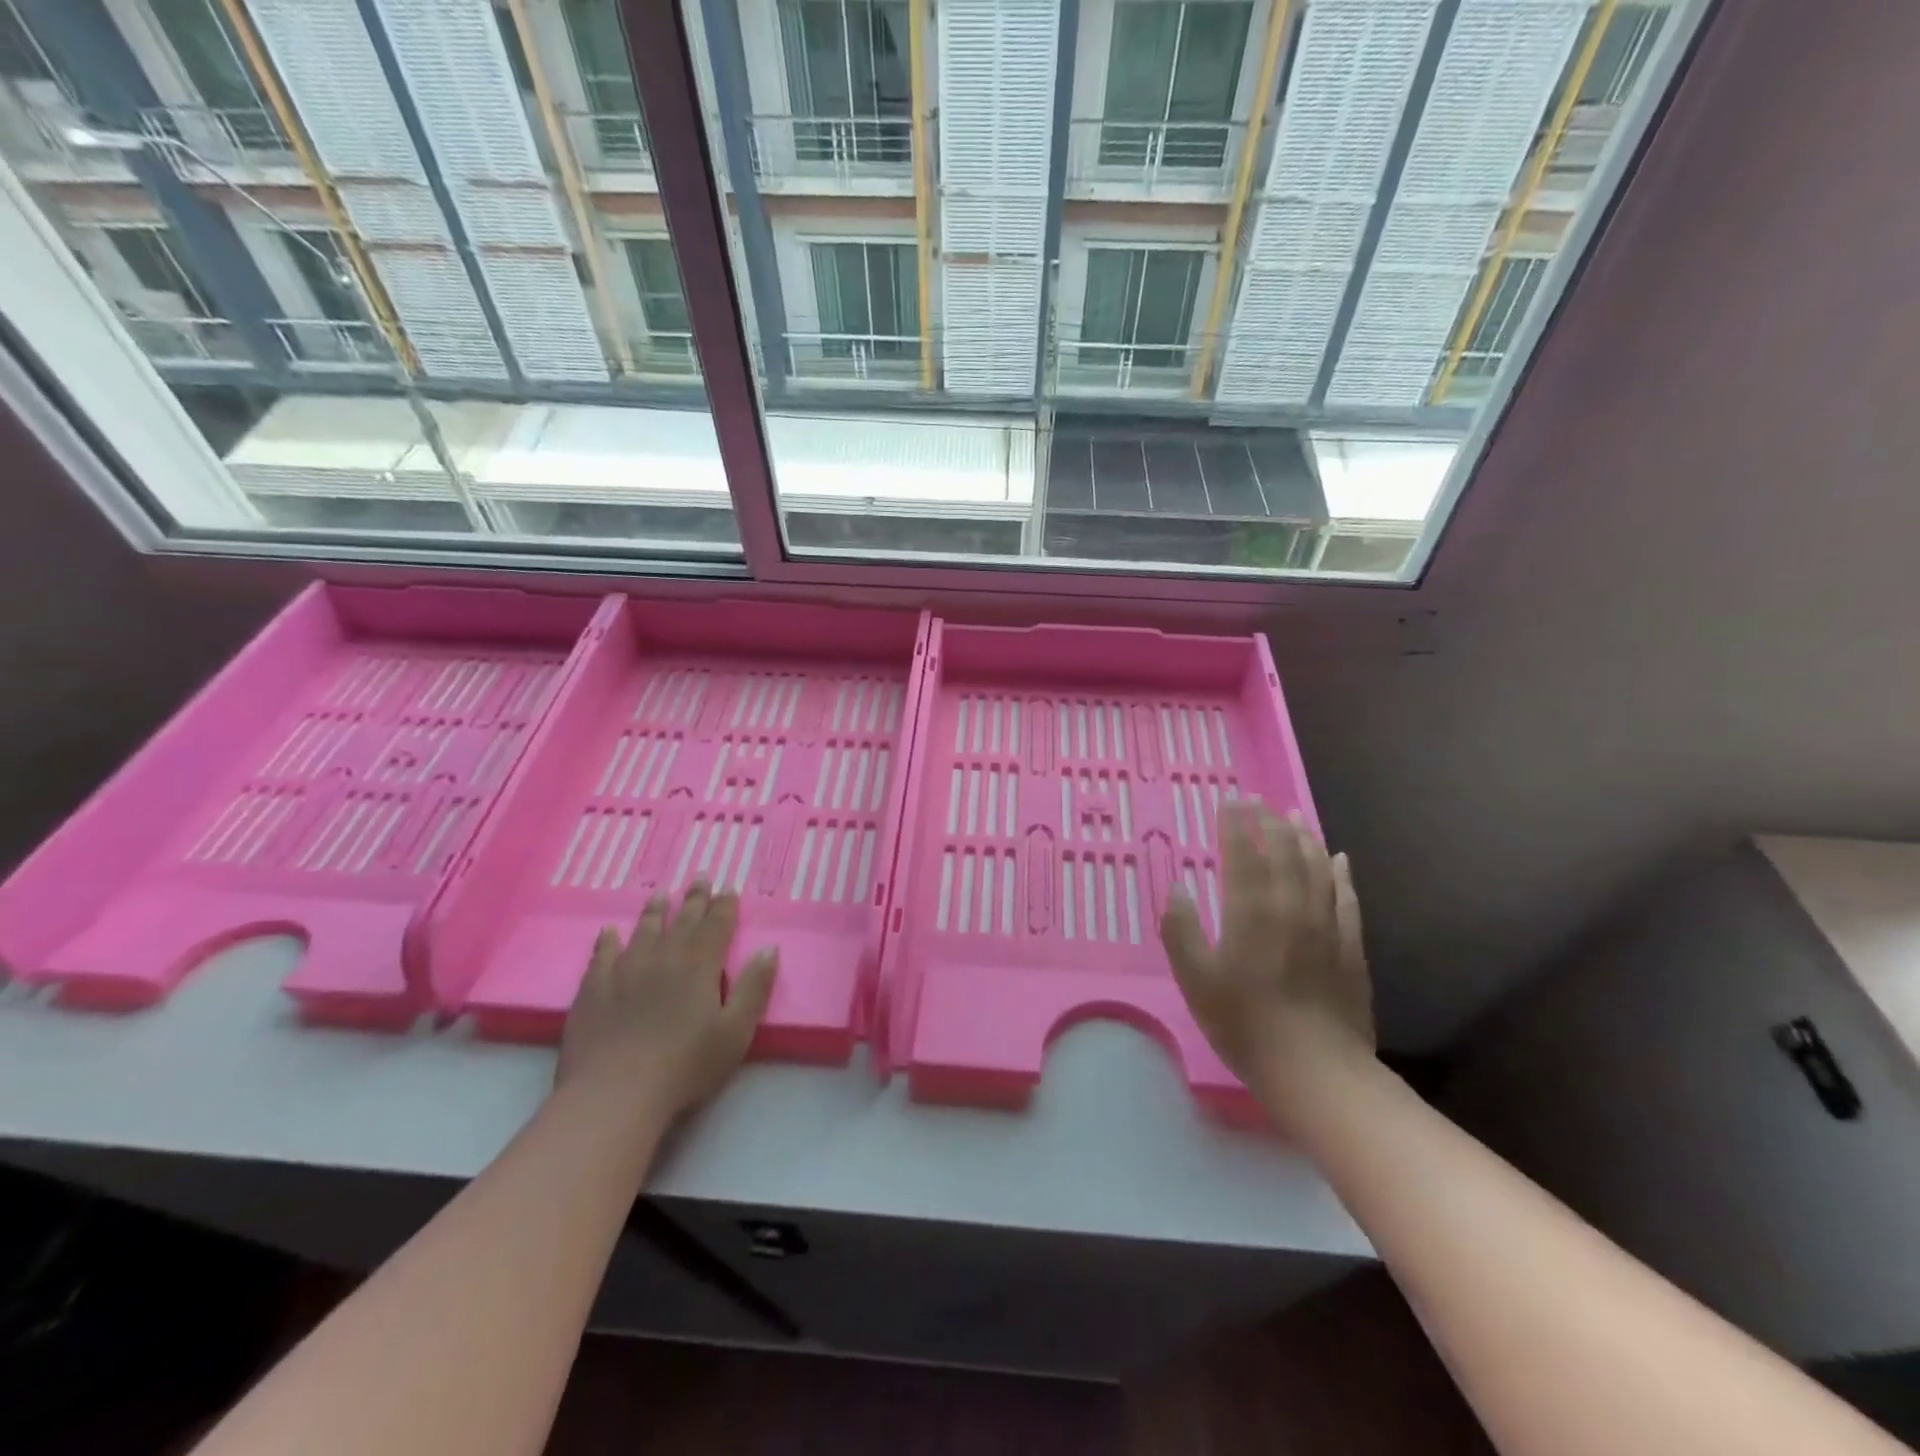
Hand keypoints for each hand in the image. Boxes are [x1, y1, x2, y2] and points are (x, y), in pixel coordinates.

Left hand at [556, 882, 778, 1120]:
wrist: (615, 1094)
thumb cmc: (685, 1066)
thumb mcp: (735, 1032)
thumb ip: (754, 988)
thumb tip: (769, 949)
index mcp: (700, 964)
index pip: (717, 925)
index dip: (725, 905)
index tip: (729, 887)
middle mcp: (663, 956)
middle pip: (683, 920)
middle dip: (695, 899)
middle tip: (700, 877)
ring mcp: (624, 969)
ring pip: (644, 929)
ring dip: (655, 911)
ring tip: (660, 894)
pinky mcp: (593, 988)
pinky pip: (602, 954)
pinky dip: (608, 940)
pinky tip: (609, 933)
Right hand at [1160, 806, 1374, 1120]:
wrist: (1316, 1070)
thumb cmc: (1245, 1024)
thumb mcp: (1196, 980)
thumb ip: (1182, 931)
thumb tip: (1178, 889)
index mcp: (1251, 912)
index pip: (1243, 854)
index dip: (1235, 825)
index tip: (1229, 801)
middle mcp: (1291, 907)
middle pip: (1283, 852)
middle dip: (1269, 822)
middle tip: (1259, 801)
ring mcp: (1326, 925)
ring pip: (1317, 867)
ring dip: (1305, 837)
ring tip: (1295, 816)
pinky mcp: (1350, 946)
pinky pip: (1346, 897)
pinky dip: (1340, 873)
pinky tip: (1339, 859)